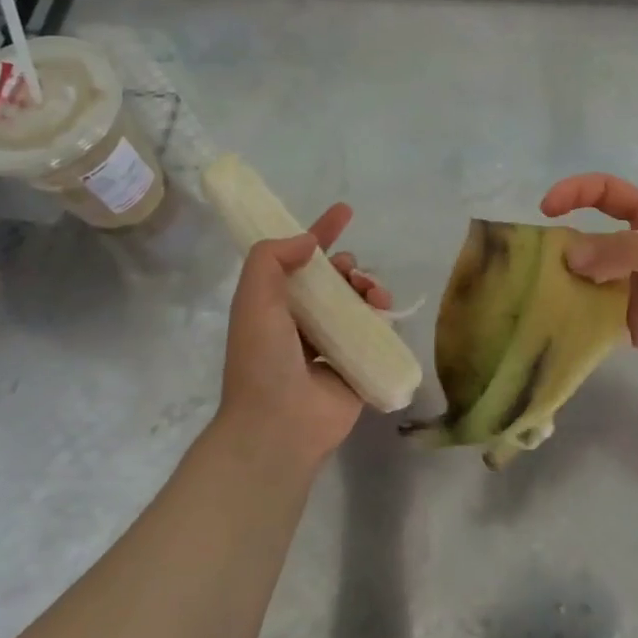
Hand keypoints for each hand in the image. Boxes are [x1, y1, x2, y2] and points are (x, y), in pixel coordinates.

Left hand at [215, 204, 391, 468]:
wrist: (279, 426)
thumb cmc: (262, 360)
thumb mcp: (254, 300)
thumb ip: (271, 260)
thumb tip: (309, 242)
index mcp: (276, 307)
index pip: (300, 260)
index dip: (320, 233)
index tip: (344, 211)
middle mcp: (303, 323)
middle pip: (334, 280)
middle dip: (348, 266)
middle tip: (351, 271)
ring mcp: (332, 345)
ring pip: (358, 302)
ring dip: (368, 287)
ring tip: (372, 292)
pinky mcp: (358, 364)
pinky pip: (376, 330)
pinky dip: (382, 315)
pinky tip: (383, 311)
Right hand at [540, 173, 637, 384]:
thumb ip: (628, 252)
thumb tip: (569, 256)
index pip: (608, 195)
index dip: (576, 194)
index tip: (546, 211)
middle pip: (590, 244)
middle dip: (560, 252)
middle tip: (527, 273)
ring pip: (589, 286)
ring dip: (563, 292)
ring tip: (531, 305)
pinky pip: (600, 325)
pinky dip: (577, 327)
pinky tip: (554, 333)